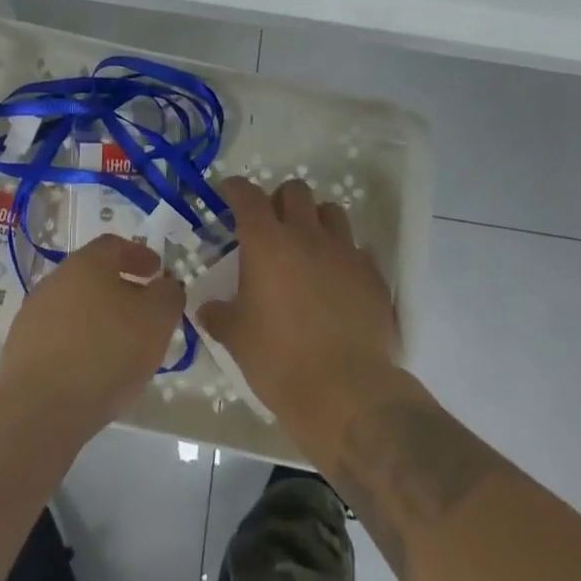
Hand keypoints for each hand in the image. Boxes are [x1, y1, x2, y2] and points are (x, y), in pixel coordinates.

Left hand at [0, 235, 184, 439]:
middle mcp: (55, 280)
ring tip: (122, 346)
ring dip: (100, 318)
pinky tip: (94, 370)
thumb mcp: (156, 320)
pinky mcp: (21, 349)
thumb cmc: (105, 353)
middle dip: (121, 289)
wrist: (38, 409)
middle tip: (144, 311)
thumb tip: (165, 284)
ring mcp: (33, 314)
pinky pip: (60, 337)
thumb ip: (168, 295)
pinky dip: (80, 343)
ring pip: (75, 307)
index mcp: (86, 263)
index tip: (157, 272)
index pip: (114, 246)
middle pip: (92, 275)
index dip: (139, 255)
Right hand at [195, 179, 400, 452]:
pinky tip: (338, 280)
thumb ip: (219, 315)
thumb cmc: (279, 359)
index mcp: (266, 243)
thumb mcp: (236, 338)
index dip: (236, 189)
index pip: (248, 196)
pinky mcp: (373, 276)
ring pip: (332, 212)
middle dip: (280, 200)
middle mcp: (306, 235)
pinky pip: (358, 250)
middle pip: (295, 191)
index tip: (230, 193)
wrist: (346, 392)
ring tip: (308, 246)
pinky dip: (344, 256)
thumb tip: (208, 308)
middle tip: (271, 224)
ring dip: (316, 220)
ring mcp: (344, 252)